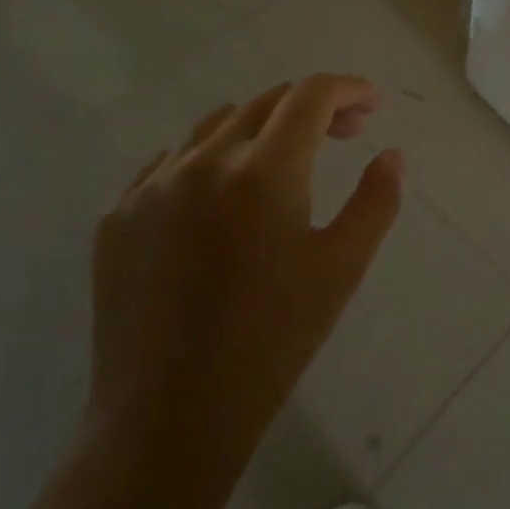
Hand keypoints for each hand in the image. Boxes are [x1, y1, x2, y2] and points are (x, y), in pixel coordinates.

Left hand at [84, 75, 403, 494]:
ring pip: (215, 125)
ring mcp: (152, 187)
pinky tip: (223, 196)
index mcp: (263, 171)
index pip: (310, 96)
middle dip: (313, 107)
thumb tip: (392, 154)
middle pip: (266, 103)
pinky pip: (171, 163)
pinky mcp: (117, 217)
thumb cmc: (272, 341)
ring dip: (261, 127)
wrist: (167, 419)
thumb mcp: (342, 268)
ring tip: (285, 161)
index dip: (347, 89)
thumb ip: (376, 200)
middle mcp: (203, 162)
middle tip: (346, 134)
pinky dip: (210, 159)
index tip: (372, 105)